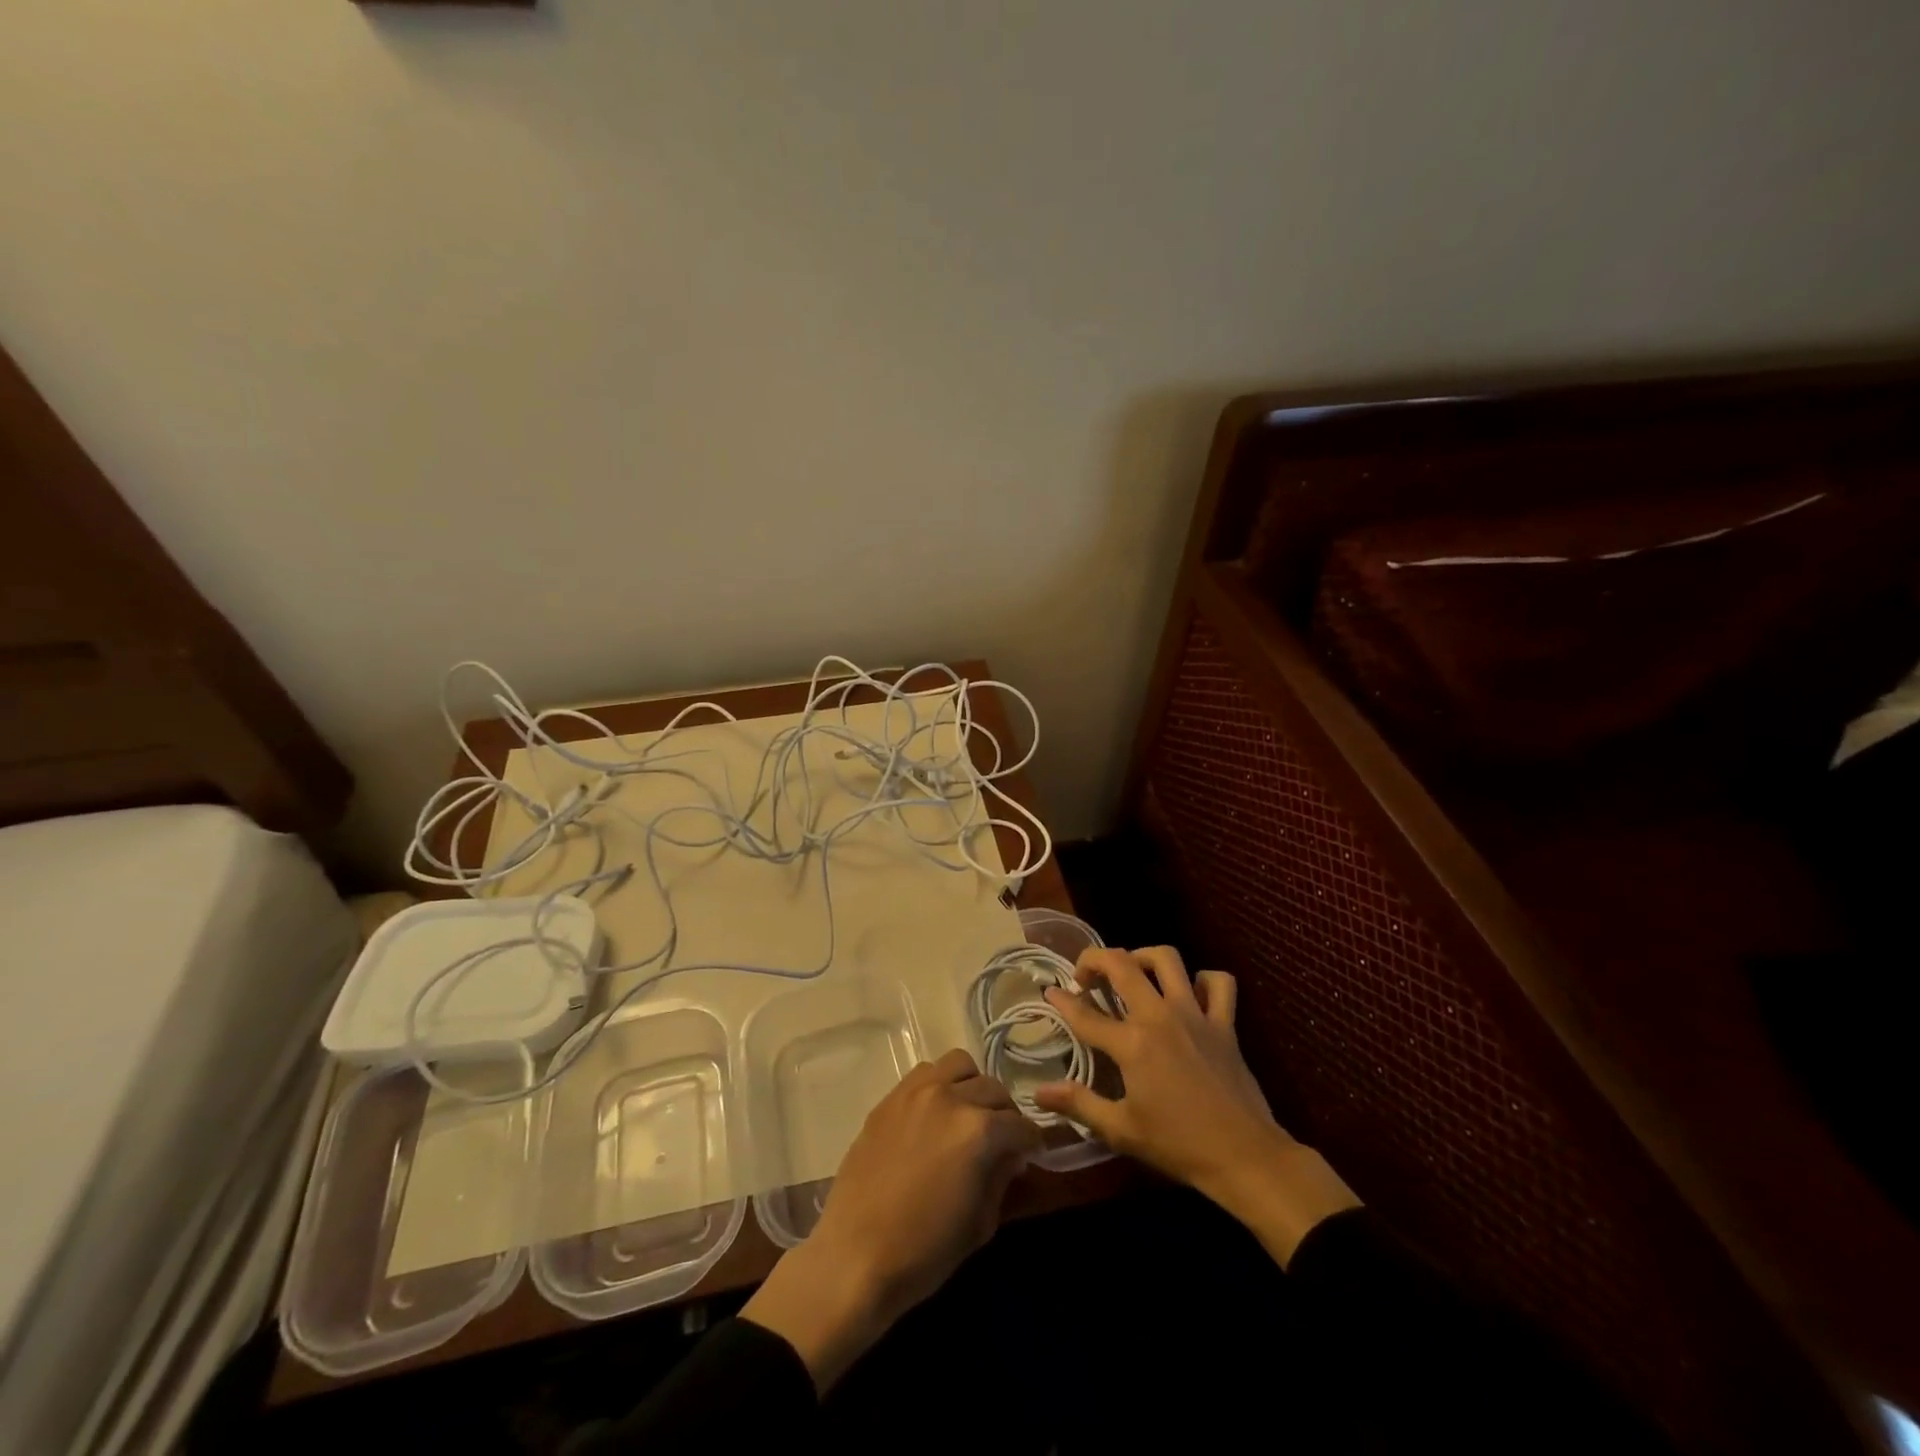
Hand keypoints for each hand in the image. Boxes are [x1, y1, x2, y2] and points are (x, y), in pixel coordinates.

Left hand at [740, 1048, 1039, 1389]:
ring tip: (968, 1115)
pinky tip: (936, 1115)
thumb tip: (1010, 1156)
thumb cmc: (924, 1252)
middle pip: (993, 1089)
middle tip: (1002, 1139)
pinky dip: (940, 1085)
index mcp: (977, 1130)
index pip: (1020, 1124)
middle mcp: (949, 1097)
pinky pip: (925, 1074)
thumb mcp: (980, 1223)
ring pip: (959, 1065)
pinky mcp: (889, 1098)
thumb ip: (1000, 1178)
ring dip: (972, 1087)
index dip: (1032, 1141)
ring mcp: (915, 1092)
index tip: (1031, 1152)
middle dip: (1005, 1113)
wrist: (854, 1257)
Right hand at [1033, 946, 1359, 1266]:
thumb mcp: (1121, 1130)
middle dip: (1095, 960)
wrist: (1245, 1157)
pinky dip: (1204, 979)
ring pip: (1167, 959)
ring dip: (1143, 957)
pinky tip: (1190, 992)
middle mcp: (1160, 1016)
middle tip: (1086, 977)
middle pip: (1122, 964)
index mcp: (1132, 1043)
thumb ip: (1078, 1104)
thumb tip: (1039, 1092)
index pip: (1085, 1014)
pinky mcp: (1224, 1023)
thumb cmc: (1178, 1145)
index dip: (1062, 1000)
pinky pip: (1218, 983)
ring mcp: (1195, 1014)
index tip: (1050, 992)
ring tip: (1132, 972)